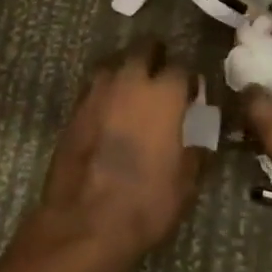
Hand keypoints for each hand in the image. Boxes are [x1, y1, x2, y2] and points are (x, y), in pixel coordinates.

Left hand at [27, 41, 203, 271]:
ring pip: (113, 63)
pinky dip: (104, 91)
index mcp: (163, 94)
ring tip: (134, 88)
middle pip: (143, 49)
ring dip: (125, 69)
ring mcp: (96, 92)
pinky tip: (109, 109)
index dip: (188, 79)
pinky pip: (93, 87)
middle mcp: (129, 82)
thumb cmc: (145, 202)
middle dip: (155, 56)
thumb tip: (198, 144)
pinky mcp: (73, 109)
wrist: (85, 221)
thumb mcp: (185, 184)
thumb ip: (194, 154)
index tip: (192, 92)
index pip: (181, 68)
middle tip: (162, 75)